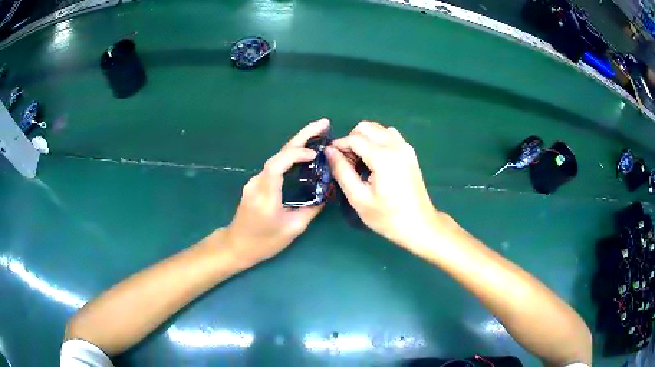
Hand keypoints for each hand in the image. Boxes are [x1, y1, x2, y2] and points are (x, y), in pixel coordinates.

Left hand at [225, 118, 329, 263]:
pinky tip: (304, 154)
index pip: (277, 166)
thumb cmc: (264, 242)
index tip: (314, 154)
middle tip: (323, 123)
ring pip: (277, 158)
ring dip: (298, 144)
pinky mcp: (256, 183)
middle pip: (279, 154)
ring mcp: (255, 181)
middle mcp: (257, 183)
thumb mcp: (292, 230)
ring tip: (319, 135)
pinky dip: (291, 156)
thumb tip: (327, 192)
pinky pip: (275, 165)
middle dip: (302, 136)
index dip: (295, 154)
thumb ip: (311, 209)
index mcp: (265, 196)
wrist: (236, 245)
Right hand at [325, 121, 437, 247]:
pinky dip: (377, 140)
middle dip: (351, 139)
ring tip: (359, 161)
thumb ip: (342, 171)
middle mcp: (395, 145)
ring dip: (364, 138)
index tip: (331, 158)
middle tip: (345, 161)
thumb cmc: (387, 217)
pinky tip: (375, 159)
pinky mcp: (410, 152)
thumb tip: (329, 151)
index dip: (339, 145)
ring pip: (378, 129)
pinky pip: (390, 135)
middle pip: (366, 127)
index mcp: (383, 156)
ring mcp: (405, 147)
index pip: (354, 138)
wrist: (419, 224)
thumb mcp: (358, 197)